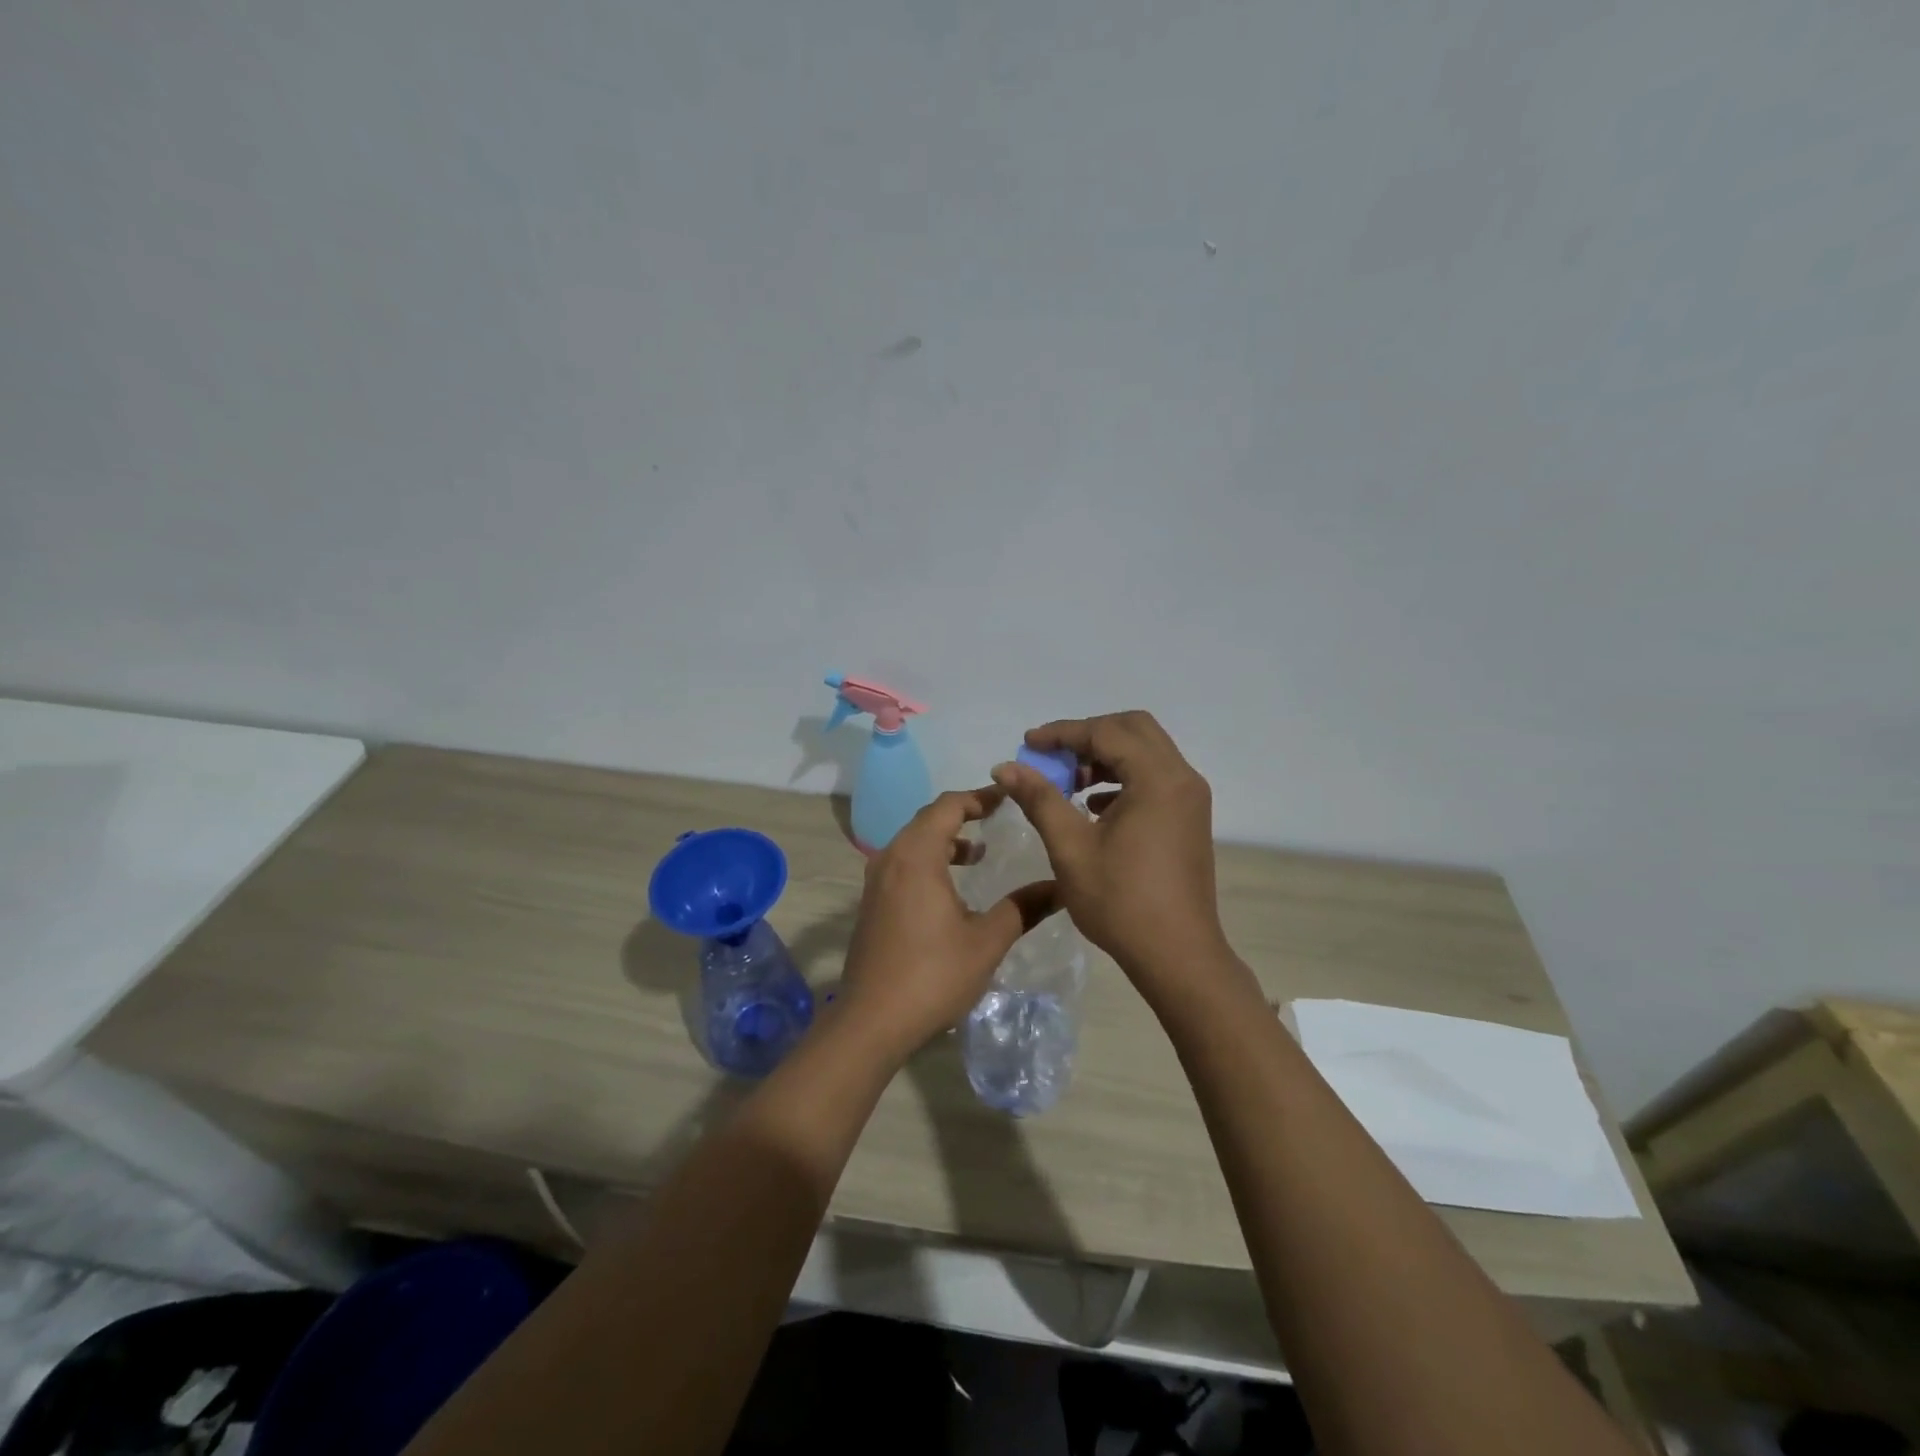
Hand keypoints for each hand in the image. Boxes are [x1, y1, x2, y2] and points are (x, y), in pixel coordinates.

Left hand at [838, 788, 1057, 1062]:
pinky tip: (950, 888)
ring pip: (912, 842)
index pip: (948, 806)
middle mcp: (891, 858)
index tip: (1008, 797)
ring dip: (945, 840)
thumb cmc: (933, 975)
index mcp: (917, 856)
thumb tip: (1060, 887)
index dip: (979, 797)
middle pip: (927, 819)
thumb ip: (1023, 908)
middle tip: (997, 817)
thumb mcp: (987, 941)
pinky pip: (902, 863)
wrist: (871, 1021)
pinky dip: (928, 860)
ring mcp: (876, 882)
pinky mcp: (871, 903)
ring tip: (978, 854)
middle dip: (963, 814)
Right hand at [992, 712, 1231, 1002]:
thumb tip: (1006, 767)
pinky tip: (1094, 807)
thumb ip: (1039, 799)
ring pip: (1146, 753)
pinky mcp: (1189, 818)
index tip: (1028, 743)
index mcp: (1158, 778)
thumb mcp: (1070, 847)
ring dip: (1106, 757)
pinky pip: (1155, 778)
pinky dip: (1123, 779)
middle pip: (1133, 729)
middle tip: (1053, 757)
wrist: (1177, 955)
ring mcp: (1190, 799)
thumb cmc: (1120, 901)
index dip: (1063, 733)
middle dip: (1088, 736)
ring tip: (1070, 783)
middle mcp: (1182, 778)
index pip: (1106, 732)